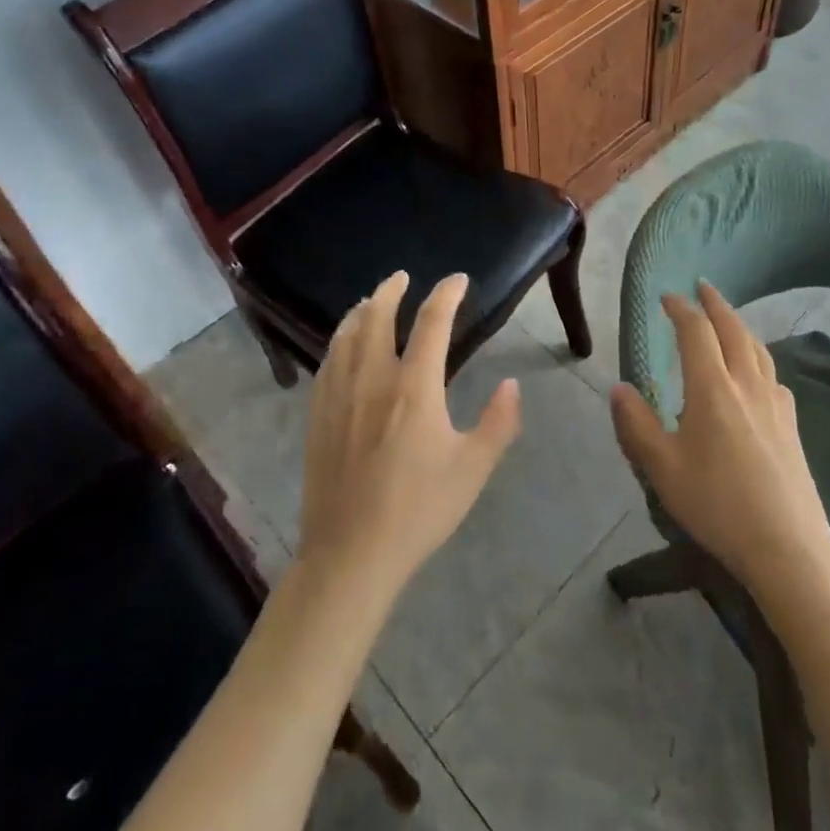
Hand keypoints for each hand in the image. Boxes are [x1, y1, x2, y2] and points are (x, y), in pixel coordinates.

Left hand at [297, 271, 520, 598]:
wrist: (351, 552)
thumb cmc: (418, 510)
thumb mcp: (472, 469)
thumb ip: (498, 423)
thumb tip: (511, 383)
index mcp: (414, 387)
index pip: (432, 322)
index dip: (446, 294)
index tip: (457, 280)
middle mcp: (373, 378)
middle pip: (377, 317)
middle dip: (391, 290)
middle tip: (402, 277)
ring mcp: (339, 395)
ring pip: (346, 335)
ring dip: (361, 310)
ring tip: (370, 301)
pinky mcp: (318, 415)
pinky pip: (327, 362)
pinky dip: (339, 340)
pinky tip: (343, 345)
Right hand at [610, 281, 829, 596]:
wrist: (787, 548)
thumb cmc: (717, 504)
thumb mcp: (662, 468)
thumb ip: (636, 425)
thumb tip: (620, 388)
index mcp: (712, 388)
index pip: (696, 332)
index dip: (681, 308)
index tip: (667, 296)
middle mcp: (747, 385)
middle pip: (733, 330)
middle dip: (715, 304)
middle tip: (702, 287)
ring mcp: (775, 405)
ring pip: (759, 350)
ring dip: (740, 326)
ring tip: (728, 321)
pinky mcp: (792, 427)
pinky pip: (774, 377)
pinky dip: (760, 360)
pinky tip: (758, 376)